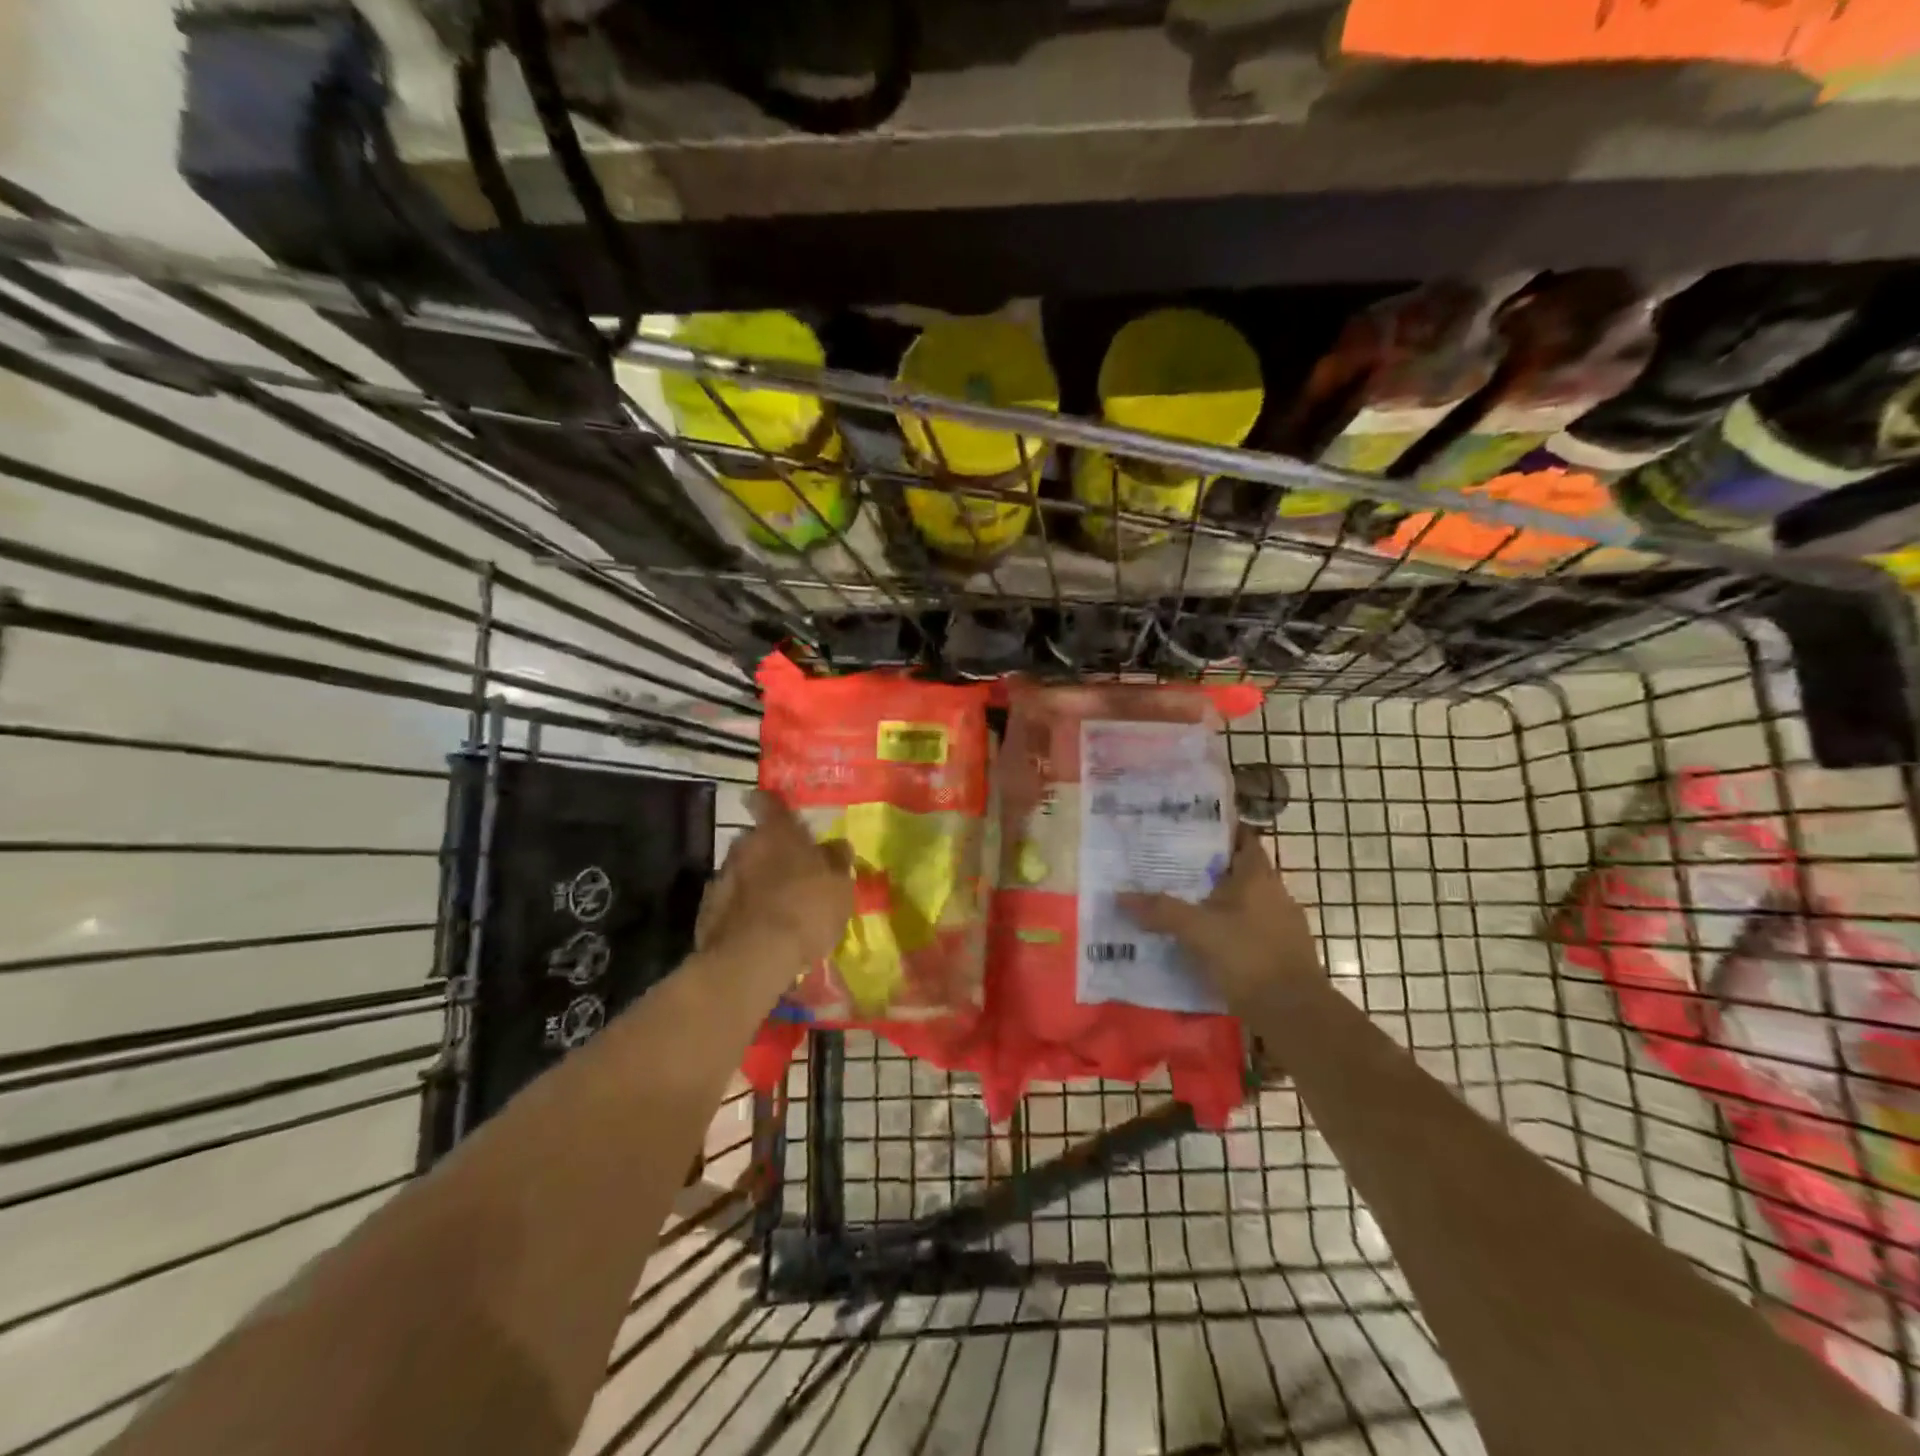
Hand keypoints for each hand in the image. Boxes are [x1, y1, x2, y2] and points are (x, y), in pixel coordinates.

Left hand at [696, 791, 854, 980]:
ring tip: (776, 908)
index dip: (770, 803)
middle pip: (756, 840)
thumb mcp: (839, 887)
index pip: (770, 803)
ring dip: (756, 883)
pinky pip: (730, 902)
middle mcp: (745, 846)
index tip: (768, 803)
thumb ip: (836, 861)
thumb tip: (837, 846)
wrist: (754, 958)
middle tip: (790, 872)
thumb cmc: (806, 910)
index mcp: (778, 833)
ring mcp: (721, 878)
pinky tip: (758, 930)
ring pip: (742, 872)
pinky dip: (743, 910)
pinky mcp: (707, 911)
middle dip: (769, 852)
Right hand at [1119, 825, 1322, 1016]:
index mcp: (1259, 878)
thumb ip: (1161, 911)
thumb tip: (1120, 895)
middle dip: (1210, 868)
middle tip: (1172, 866)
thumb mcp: (1198, 931)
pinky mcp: (1284, 954)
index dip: (1220, 830)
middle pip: (1240, 871)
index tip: (1191, 827)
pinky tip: (1206, 941)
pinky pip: (1250, 930)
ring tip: (1183, 903)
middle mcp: (1275, 894)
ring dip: (1219, 901)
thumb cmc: (1249, 958)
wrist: (1296, 1015)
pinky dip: (1229, 930)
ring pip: (1245, 903)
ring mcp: (1284, 925)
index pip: (1243, 840)